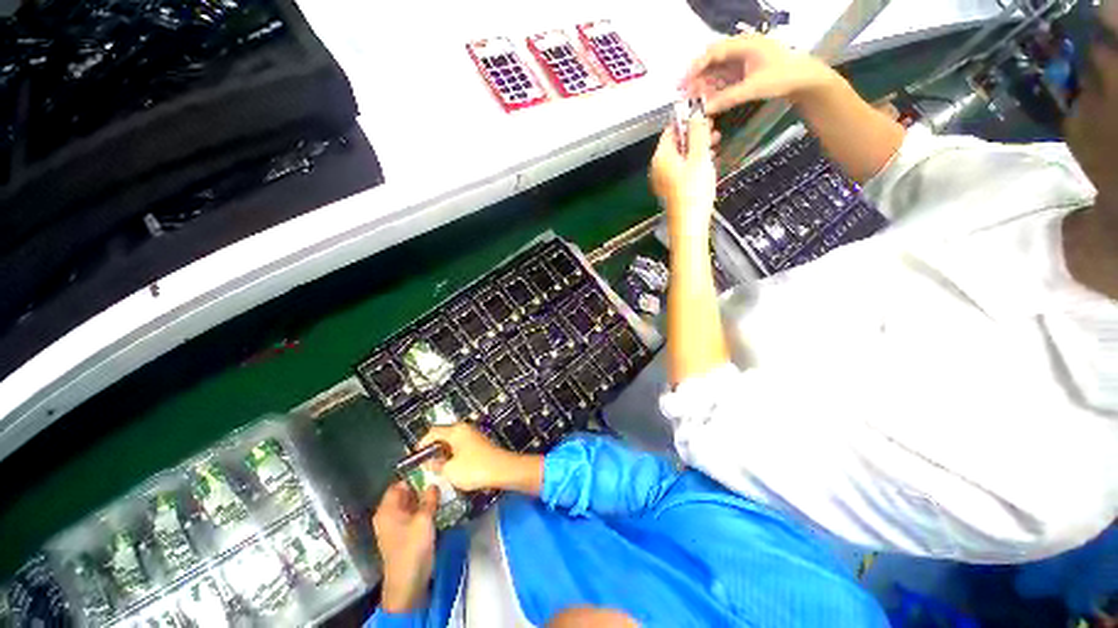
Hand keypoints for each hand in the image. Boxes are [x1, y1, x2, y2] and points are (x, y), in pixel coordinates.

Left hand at [372, 482, 438, 612]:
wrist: (408, 583)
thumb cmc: (412, 548)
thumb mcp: (424, 519)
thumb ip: (429, 498)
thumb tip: (433, 483)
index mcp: (387, 509)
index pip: (399, 483)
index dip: (415, 474)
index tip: (433, 467)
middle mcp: (389, 515)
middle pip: (406, 493)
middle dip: (423, 485)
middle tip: (442, 476)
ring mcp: (397, 525)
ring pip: (412, 503)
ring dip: (426, 497)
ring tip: (444, 488)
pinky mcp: (405, 533)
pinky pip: (415, 514)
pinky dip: (425, 508)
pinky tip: (440, 504)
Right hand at [419, 423, 529, 491]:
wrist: (501, 469)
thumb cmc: (473, 468)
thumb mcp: (449, 470)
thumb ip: (436, 465)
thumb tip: (430, 462)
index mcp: (455, 430)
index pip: (432, 431)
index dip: (421, 444)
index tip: (414, 457)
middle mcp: (464, 429)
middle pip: (443, 435)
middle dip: (433, 449)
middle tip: (425, 464)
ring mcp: (473, 435)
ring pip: (452, 442)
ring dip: (443, 453)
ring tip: (437, 469)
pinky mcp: (479, 444)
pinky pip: (461, 447)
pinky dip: (454, 455)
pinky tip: (453, 468)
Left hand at [649, 111, 715, 236]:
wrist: (689, 223)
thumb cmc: (694, 191)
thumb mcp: (700, 156)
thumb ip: (698, 132)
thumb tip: (695, 112)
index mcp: (661, 157)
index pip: (671, 129)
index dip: (687, 120)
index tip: (704, 115)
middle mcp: (658, 167)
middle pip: (676, 143)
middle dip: (695, 134)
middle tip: (713, 129)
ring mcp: (664, 179)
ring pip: (680, 156)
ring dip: (697, 147)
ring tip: (715, 143)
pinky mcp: (671, 189)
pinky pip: (682, 169)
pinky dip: (694, 162)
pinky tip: (708, 161)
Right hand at [681, 34, 838, 113]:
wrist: (804, 81)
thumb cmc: (783, 77)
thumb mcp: (754, 88)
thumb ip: (728, 98)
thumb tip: (705, 110)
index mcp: (744, 45)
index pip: (714, 52)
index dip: (697, 66)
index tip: (684, 80)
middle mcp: (740, 52)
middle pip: (712, 63)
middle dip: (697, 78)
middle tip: (682, 94)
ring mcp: (741, 64)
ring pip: (716, 74)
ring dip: (703, 87)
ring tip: (690, 100)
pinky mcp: (743, 75)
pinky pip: (723, 82)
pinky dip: (713, 92)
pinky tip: (705, 102)